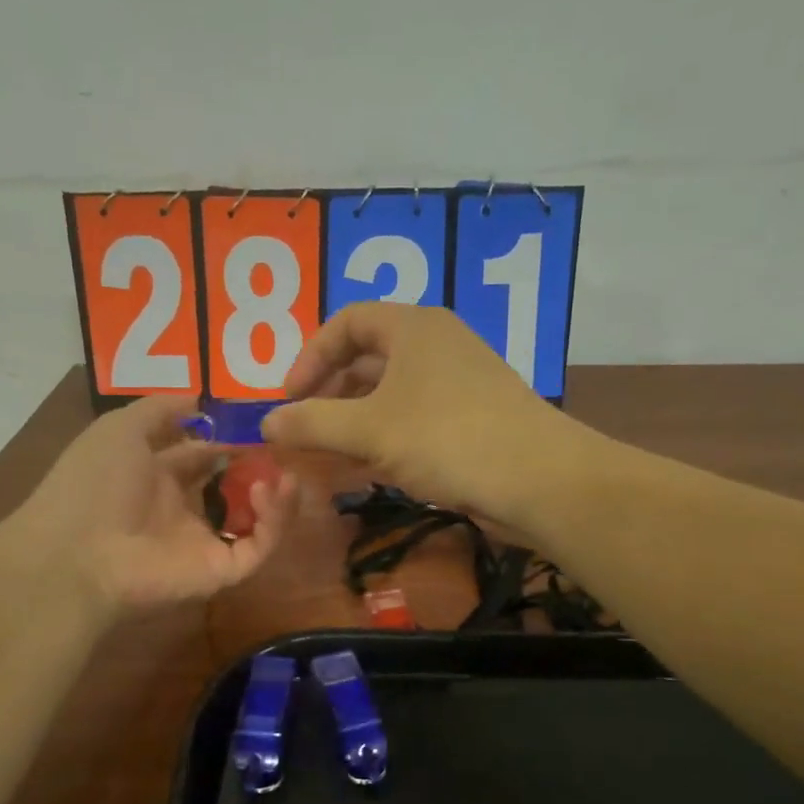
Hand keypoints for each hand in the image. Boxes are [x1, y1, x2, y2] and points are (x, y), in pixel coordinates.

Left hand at [13, 394, 297, 616]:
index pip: (201, 456)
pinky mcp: (220, 571)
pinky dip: (275, 522)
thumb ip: (161, 409)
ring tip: (286, 473)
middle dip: (259, 468)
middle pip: (232, 489)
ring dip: (276, 498)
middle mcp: (182, 510)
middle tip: (283, 448)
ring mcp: (203, 543)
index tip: (255, 422)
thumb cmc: (95, 482)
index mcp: (156, 478)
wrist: (78, 551)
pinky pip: (258, 548)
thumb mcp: (121, 428)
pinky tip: (274, 491)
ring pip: (254, 522)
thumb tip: (199, 397)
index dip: (226, 438)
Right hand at [261, 304, 585, 527]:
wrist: (538, 480)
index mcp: (413, 327)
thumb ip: (311, 424)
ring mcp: (456, 385)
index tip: (288, 399)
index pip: (346, 323)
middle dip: (328, 396)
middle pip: (366, 360)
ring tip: (325, 459)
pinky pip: (411, 422)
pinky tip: (364, 473)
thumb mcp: (369, 430)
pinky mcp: (469, 421)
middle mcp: (436, 346)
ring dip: (352, 425)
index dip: (309, 357)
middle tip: (303, 432)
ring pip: (388, 396)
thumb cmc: (447, 438)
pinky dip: (382, 442)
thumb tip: (265, 423)